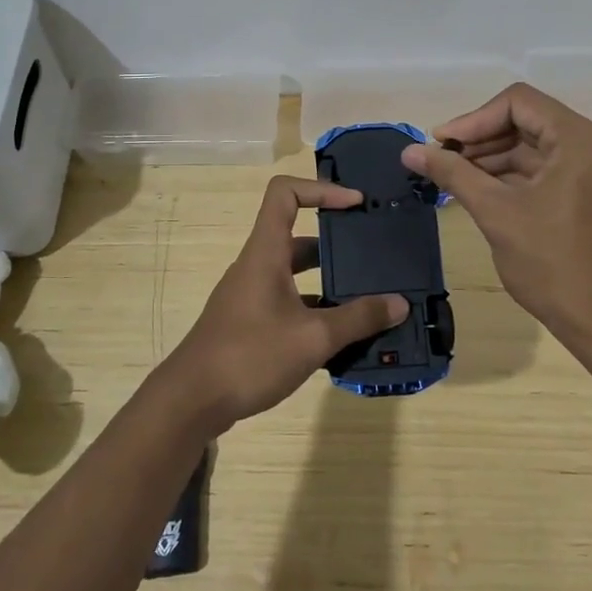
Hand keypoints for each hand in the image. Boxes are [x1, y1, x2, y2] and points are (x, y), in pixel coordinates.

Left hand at [161, 175, 406, 432]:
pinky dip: (314, 308)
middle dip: (337, 243)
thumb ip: (359, 318)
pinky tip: (340, 334)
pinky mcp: (248, 322)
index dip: (321, 189)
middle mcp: (256, 266)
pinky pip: (288, 301)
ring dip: (328, 280)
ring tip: (367, 296)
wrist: (191, 401)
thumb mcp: (313, 338)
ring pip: (294, 273)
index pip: (285, 194)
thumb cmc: (250, 356)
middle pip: (297, 236)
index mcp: (265, 253)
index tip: (356, 204)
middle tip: (373, 254)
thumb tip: (400, 303)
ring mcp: (250, 295)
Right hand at [402, 83, 591, 343]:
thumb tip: (409, 150)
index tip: (441, 144)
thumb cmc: (551, 263)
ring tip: (452, 177)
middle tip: (441, 161)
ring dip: (491, 157)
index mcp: (579, 139)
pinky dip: (510, 175)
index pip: (518, 102)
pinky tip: (477, 190)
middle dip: (480, 139)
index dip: (474, 119)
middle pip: (525, 121)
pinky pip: (543, 169)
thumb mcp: (495, 212)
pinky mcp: (588, 192)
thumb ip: (453, 173)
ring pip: (532, 146)